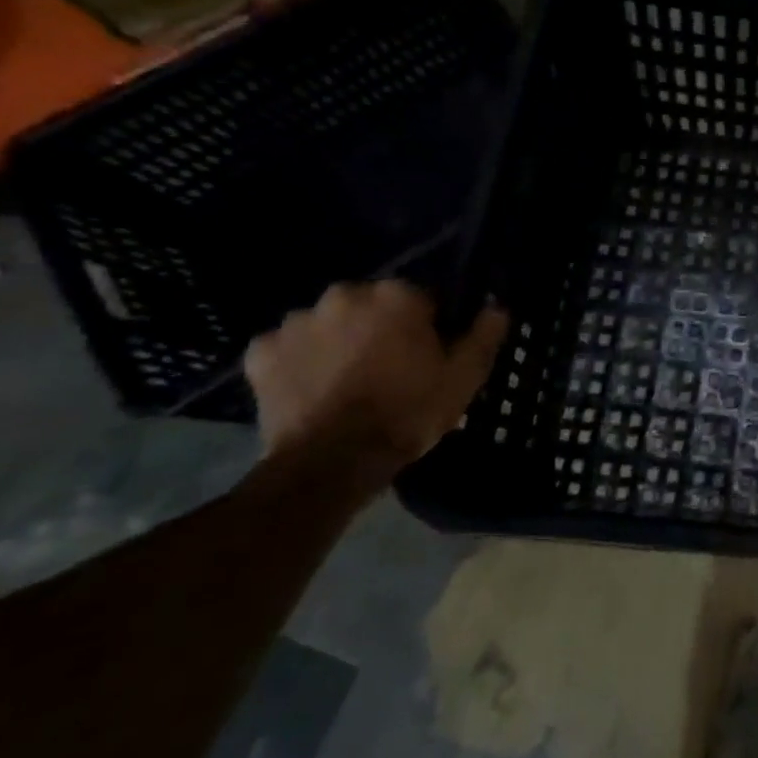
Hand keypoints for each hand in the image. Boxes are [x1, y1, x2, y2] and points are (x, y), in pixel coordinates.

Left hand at [244, 281, 508, 483]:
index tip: (427, 355)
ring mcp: (297, 322)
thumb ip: (484, 335)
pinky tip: (310, 386)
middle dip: (378, 327)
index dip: (426, 327)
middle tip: (387, 368)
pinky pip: (286, 347)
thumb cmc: (407, 412)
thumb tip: (497, 306)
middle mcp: (345, 295)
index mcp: (396, 295)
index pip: (420, 298)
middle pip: (370, 305)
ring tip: (346, 380)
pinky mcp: (260, 352)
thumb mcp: (464, 377)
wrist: (331, 462)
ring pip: (327, 323)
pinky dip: (298, 360)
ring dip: (337, 341)